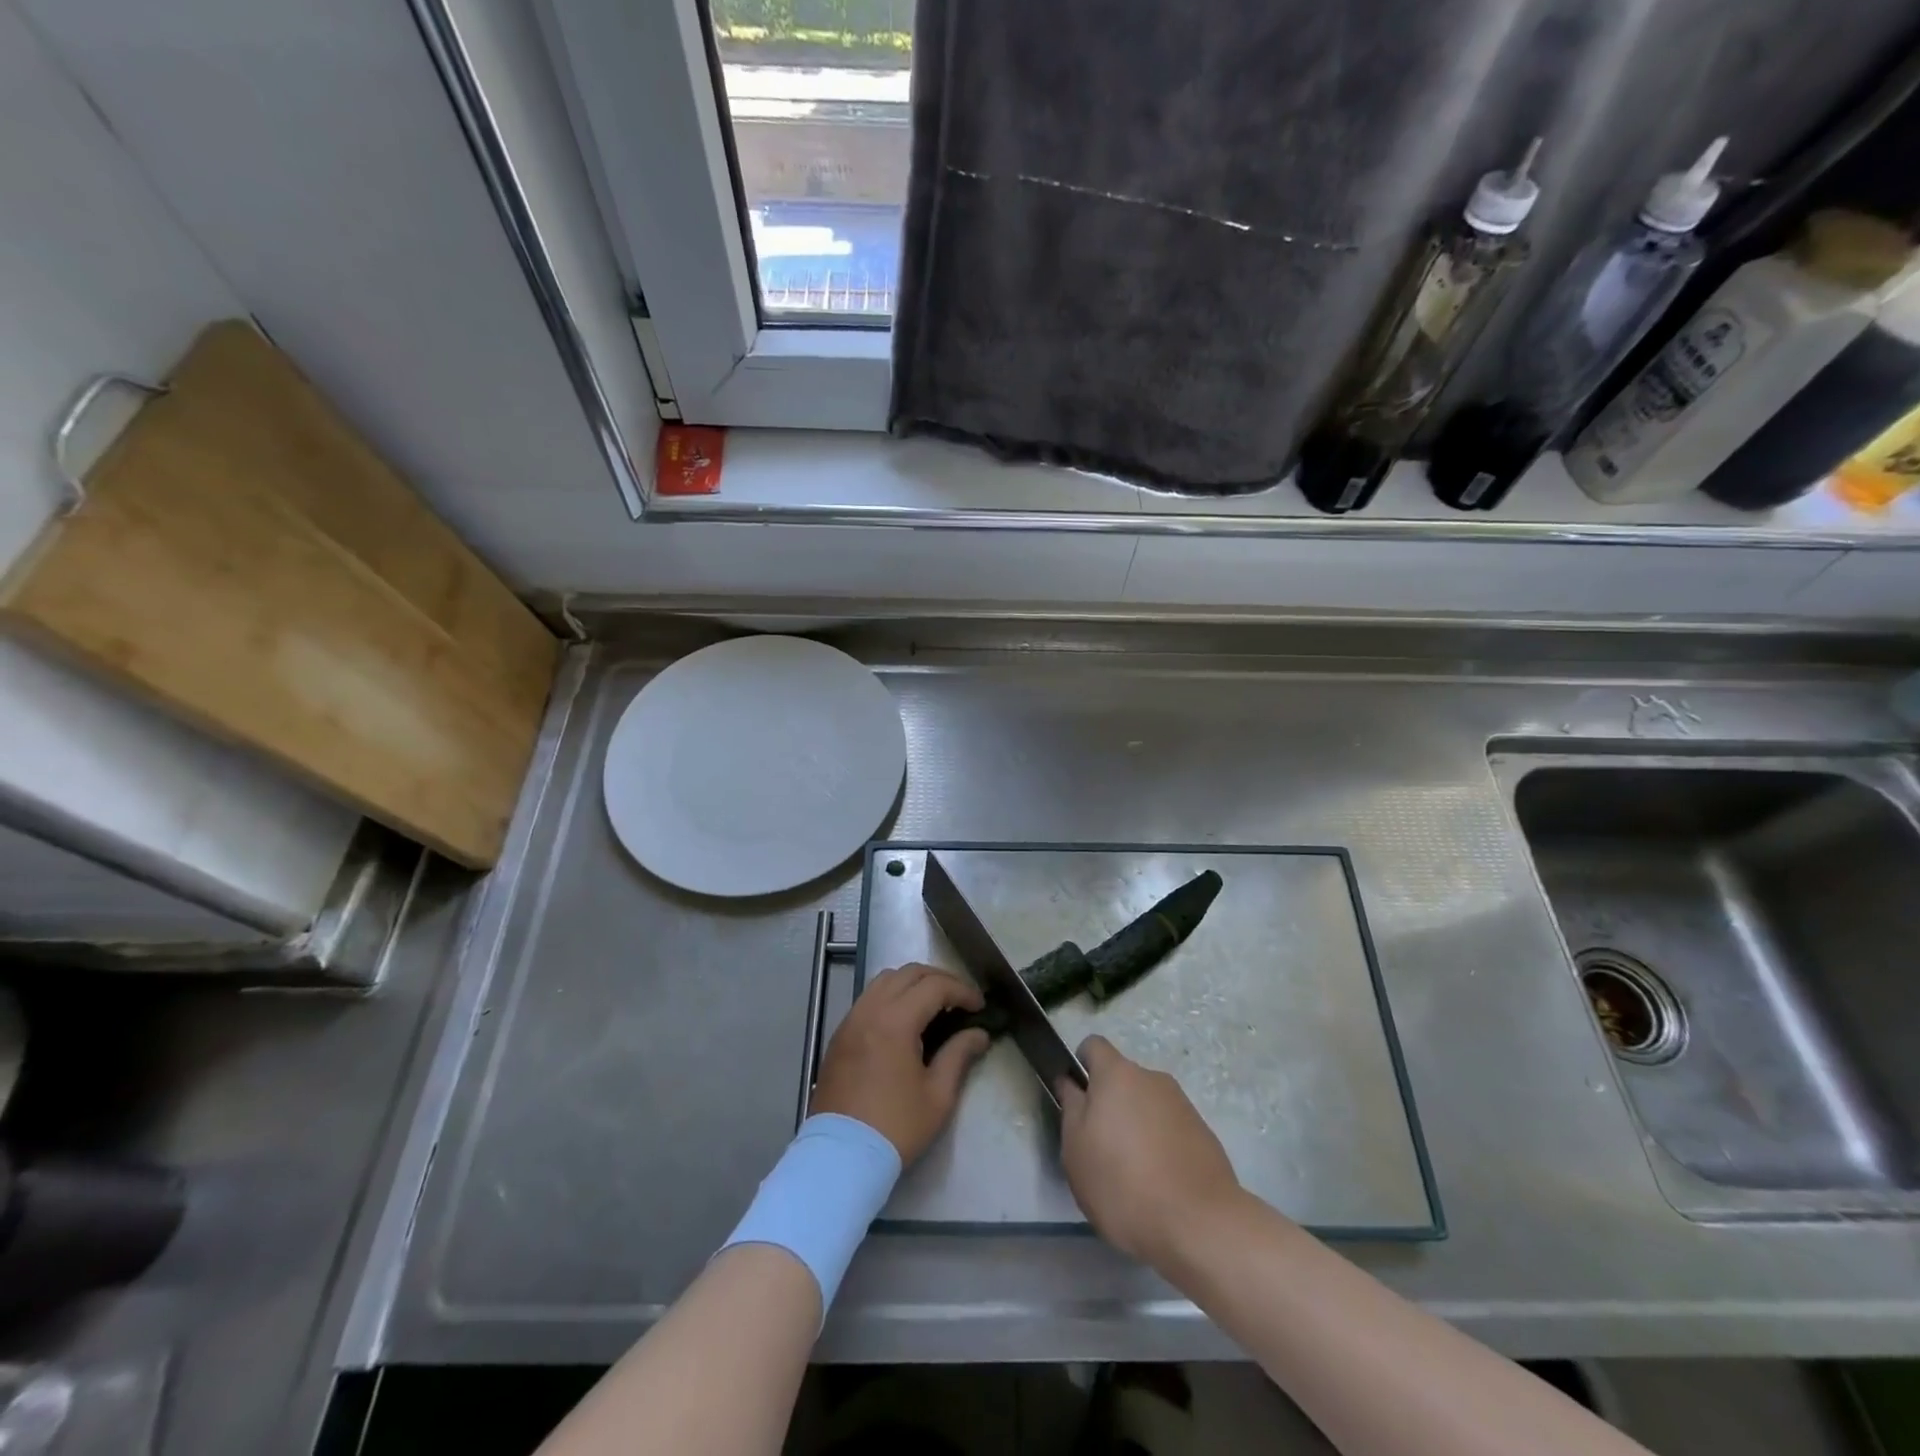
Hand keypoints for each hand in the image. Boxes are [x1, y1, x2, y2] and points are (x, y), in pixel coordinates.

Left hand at [811, 963, 991, 1163]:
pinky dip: (891, 995)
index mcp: (896, 1021)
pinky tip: (904, 1019)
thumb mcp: (937, 1096)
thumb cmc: (895, 1127)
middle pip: (908, 973)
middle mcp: (870, 1010)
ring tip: (933, 1005)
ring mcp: (851, 1020)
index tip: (980, 1007)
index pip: (934, 986)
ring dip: (912, 982)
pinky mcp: (840, 1034)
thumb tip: (979, 1034)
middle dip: (939, 979)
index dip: (962, 991)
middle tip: (960, 1000)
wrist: (841, 1156)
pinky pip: (868, 998)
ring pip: (885, 980)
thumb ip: (959, 1055)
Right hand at [1056, 1035, 1242, 1270]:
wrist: (1199, 1225)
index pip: (1093, 1046)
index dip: (1081, 1066)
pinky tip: (1160, 1185)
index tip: (1077, 1100)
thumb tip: (1071, 1082)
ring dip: (1136, 1127)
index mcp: (1118, 1074)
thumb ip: (1071, 1107)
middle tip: (1100, 1148)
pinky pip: (1171, 1129)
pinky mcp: (1204, 1134)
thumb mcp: (1076, 1149)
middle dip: (1110, 1105)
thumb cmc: (1123, 1183)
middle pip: (1122, 1079)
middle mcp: (1152, 1078)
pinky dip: (1161, 1146)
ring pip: (1147, 1105)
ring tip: (1133, 1175)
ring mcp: (1183, 1105)